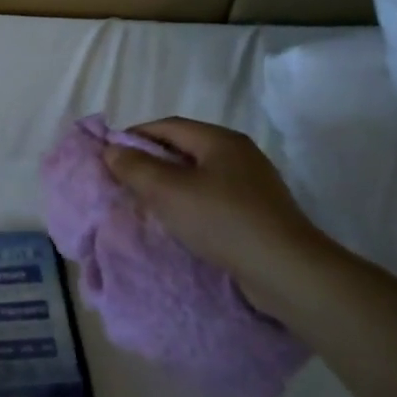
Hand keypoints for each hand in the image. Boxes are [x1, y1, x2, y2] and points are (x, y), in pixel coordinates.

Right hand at [104, 118, 336, 320]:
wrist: (286, 270)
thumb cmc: (222, 220)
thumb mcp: (168, 191)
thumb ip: (136, 168)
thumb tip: (112, 150)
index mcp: (219, 140)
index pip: (168, 126)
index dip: (135, 136)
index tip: (110, 155)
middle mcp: (239, 154)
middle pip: (185, 148)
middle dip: (152, 161)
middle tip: (125, 181)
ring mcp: (253, 184)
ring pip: (200, 175)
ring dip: (171, 185)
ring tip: (148, 204)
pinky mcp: (259, 212)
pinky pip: (215, 197)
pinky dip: (191, 203)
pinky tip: (181, 222)